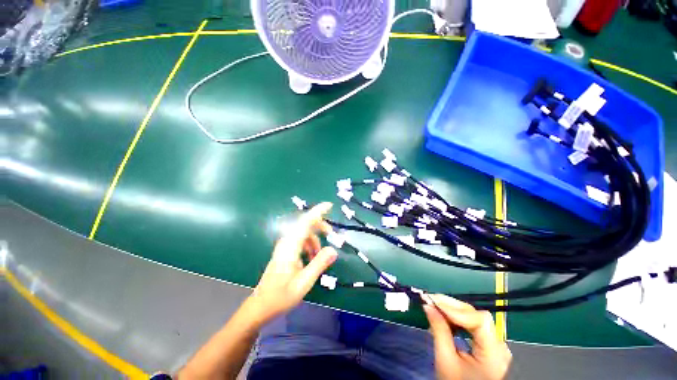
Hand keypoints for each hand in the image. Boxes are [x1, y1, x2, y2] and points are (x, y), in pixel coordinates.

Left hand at [248, 202, 337, 324]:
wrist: (260, 306)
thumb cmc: (281, 296)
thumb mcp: (304, 282)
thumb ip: (319, 264)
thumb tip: (334, 250)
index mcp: (290, 247)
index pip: (305, 222)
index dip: (317, 211)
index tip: (329, 205)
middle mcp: (286, 242)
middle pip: (305, 224)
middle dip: (320, 225)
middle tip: (331, 234)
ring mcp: (284, 246)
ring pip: (303, 233)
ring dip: (315, 238)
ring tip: (321, 253)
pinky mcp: (284, 251)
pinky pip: (300, 240)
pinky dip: (309, 244)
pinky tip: (312, 257)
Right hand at [424, 294, 511, 379]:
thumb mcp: (445, 360)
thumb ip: (439, 330)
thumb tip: (428, 306)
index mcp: (493, 353)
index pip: (480, 320)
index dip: (457, 310)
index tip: (434, 304)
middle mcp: (499, 345)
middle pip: (476, 315)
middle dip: (451, 306)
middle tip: (430, 300)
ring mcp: (494, 344)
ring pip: (473, 316)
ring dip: (452, 310)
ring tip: (434, 307)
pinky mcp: (487, 344)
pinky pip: (472, 324)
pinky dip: (456, 318)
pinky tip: (444, 317)